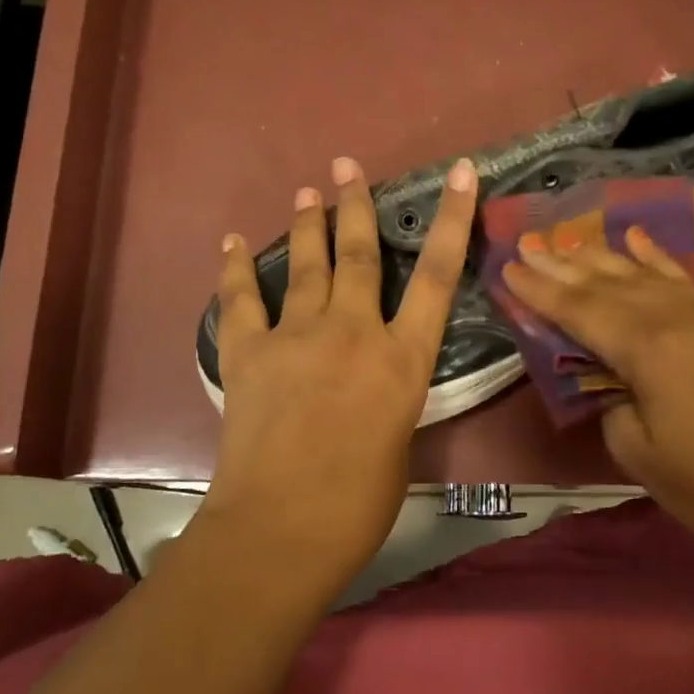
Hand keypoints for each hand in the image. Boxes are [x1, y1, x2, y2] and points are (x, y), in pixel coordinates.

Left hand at [205, 155, 477, 573]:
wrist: (282, 529)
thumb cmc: (359, 503)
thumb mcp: (398, 440)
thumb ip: (389, 396)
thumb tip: (373, 383)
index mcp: (403, 360)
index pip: (440, 277)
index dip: (454, 220)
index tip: (463, 173)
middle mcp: (354, 332)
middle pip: (360, 254)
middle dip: (357, 205)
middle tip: (349, 165)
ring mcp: (297, 337)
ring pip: (306, 264)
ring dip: (308, 223)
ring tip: (309, 189)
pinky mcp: (248, 353)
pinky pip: (241, 300)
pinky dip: (235, 269)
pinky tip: (231, 243)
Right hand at [502, 226, 693, 562]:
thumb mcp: (636, 451)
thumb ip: (609, 399)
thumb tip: (603, 372)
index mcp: (648, 350)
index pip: (580, 310)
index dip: (541, 291)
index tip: (508, 268)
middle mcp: (676, 318)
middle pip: (608, 284)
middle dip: (563, 265)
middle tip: (527, 245)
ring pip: (643, 274)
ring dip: (601, 257)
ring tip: (566, 241)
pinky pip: (683, 278)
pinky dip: (655, 257)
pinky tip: (635, 238)